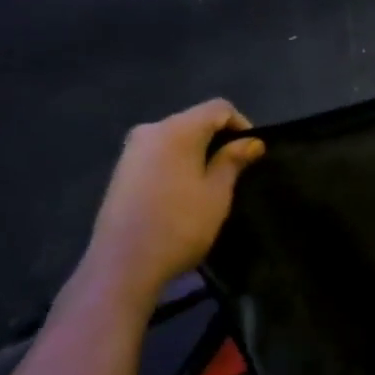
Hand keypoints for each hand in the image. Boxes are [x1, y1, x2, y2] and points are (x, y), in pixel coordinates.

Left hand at [82, 99, 264, 304]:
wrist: (122, 265)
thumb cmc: (179, 226)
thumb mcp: (216, 193)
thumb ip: (233, 161)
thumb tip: (251, 141)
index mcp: (177, 129)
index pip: (218, 108)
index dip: (241, 124)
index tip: (252, 154)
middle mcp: (151, 130)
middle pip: (194, 121)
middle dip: (218, 139)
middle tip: (236, 170)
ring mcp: (131, 150)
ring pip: (175, 138)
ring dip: (197, 152)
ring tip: (212, 183)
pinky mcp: (121, 171)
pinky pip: (158, 154)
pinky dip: (177, 163)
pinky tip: (183, 192)